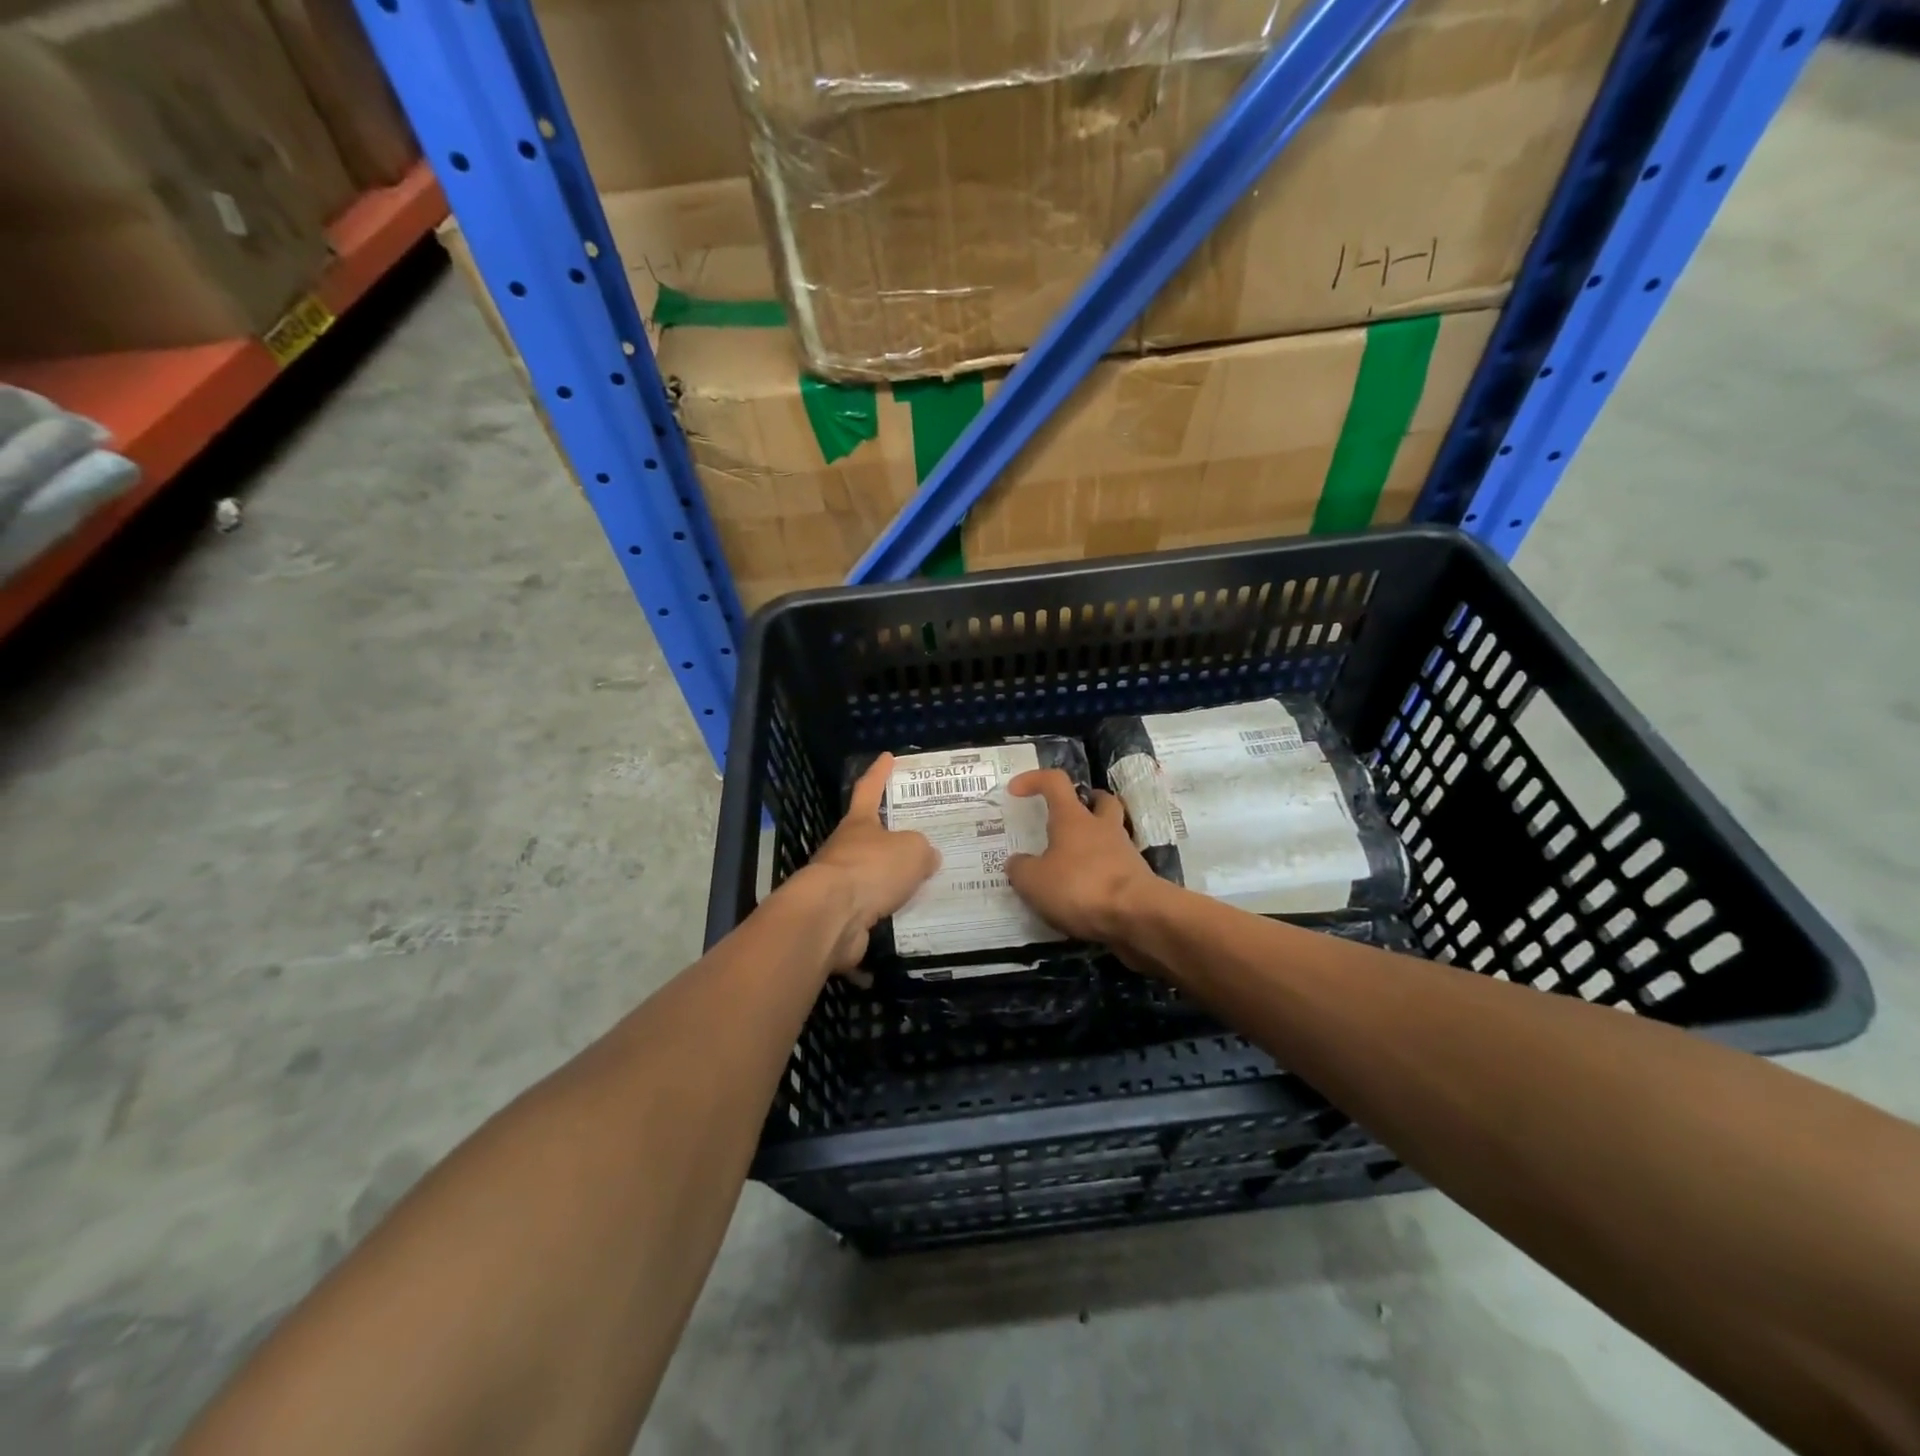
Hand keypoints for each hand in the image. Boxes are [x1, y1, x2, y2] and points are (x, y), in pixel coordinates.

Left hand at [800, 752, 940, 969]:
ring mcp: (839, 881)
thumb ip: (923, 850)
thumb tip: (928, 857)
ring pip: (871, 872)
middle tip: (920, 835)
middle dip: (891, 834)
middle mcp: (845, 847)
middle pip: (869, 834)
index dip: (879, 773)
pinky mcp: (841, 913)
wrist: (830, 917)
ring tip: (922, 880)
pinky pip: (872, 904)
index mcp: (859, 823)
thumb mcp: (912, 850)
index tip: (887, 757)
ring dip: (891, 876)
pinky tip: (909, 912)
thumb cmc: (870, 868)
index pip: (869, 789)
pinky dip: (888, 907)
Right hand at [1004, 769, 1161, 943]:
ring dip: (1095, 840)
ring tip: (1073, 861)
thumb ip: (1020, 869)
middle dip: (1086, 802)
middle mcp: (1102, 828)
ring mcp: (1125, 853)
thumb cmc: (1080, 887)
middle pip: (1101, 801)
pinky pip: (1116, 866)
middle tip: (1068, 816)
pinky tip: (1087, 891)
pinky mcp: (1138, 879)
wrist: (1138, 916)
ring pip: (1112, 834)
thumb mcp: (1034, 881)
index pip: (1054, 782)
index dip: (1034, 779)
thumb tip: (1017, 862)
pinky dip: (1102, 872)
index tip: (1015, 790)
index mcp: (1073, 818)